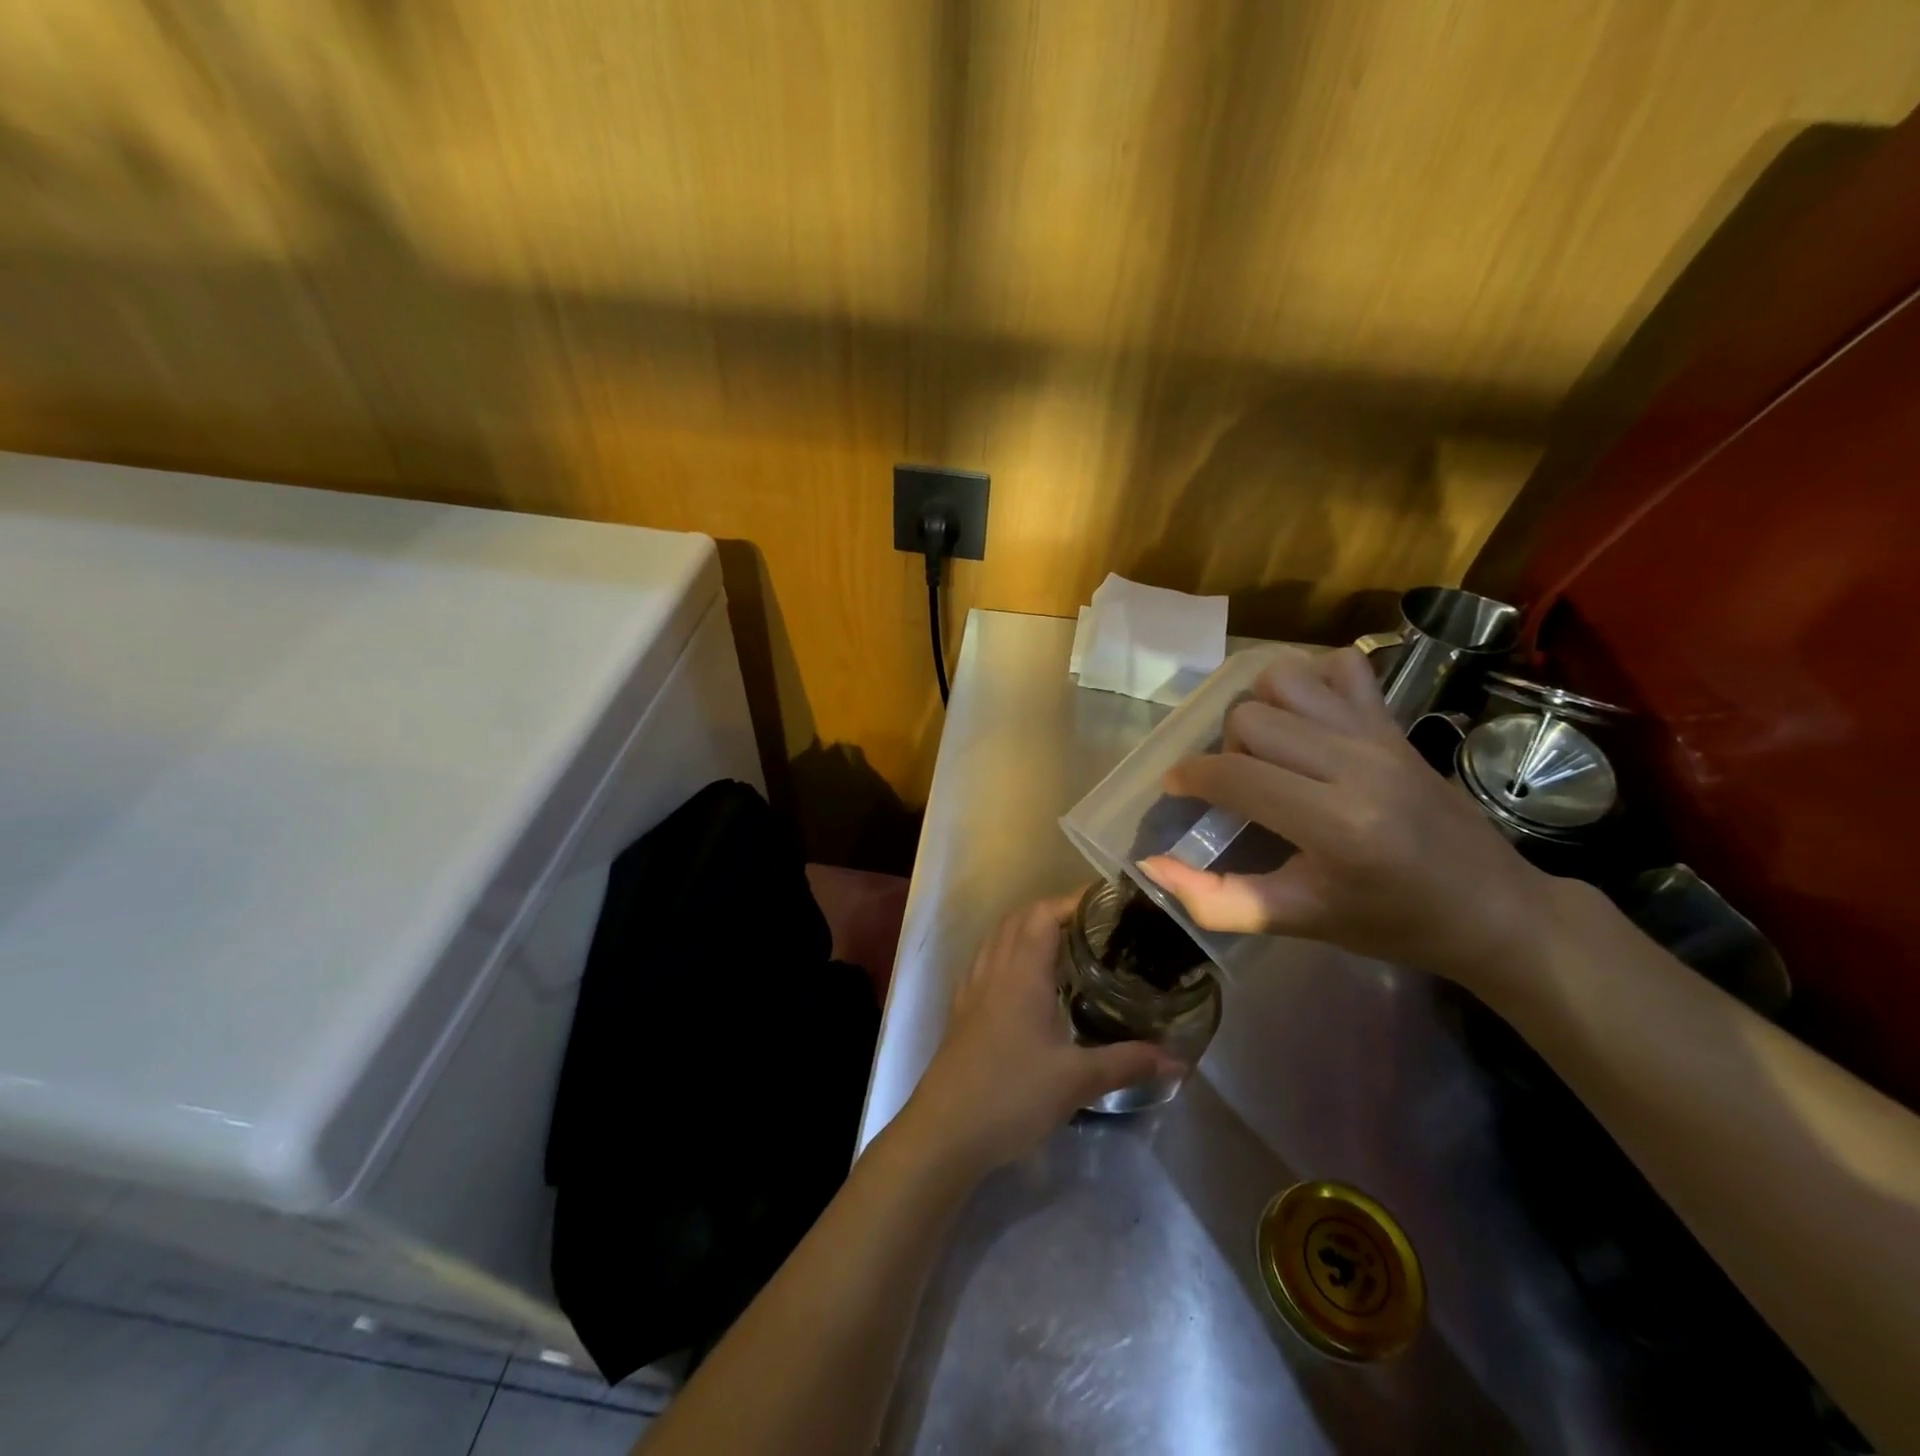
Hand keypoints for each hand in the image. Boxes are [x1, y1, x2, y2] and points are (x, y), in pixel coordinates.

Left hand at [897, 898, 1180, 1177]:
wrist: (944, 1132)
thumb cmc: (1012, 1095)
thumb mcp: (1077, 1081)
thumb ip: (1127, 1063)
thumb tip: (1177, 1060)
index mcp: (1021, 972)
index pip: (1044, 913)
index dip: (1074, 900)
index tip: (1108, 903)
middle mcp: (994, 968)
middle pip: (1020, 918)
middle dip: (1056, 910)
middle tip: (1095, 925)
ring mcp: (973, 987)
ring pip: (1000, 937)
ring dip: (1030, 929)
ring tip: (1067, 946)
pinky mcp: (963, 1009)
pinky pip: (988, 961)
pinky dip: (1010, 953)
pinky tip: (1029, 981)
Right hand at [1139, 646, 1551, 991]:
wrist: (1492, 908)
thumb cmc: (1391, 922)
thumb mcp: (1297, 921)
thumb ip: (1216, 899)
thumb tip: (1151, 864)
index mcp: (1334, 823)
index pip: (1234, 774)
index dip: (1189, 777)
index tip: (1176, 789)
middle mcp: (1356, 764)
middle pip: (1250, 718)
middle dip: (1224, 749)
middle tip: (1238, 787)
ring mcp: (1379, 735)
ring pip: (1285, 679)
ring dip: (1260, 709)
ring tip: (1268, 750)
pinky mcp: (1395, 722)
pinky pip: (1341, 668)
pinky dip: (1312, 682)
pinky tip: (1308, 721)